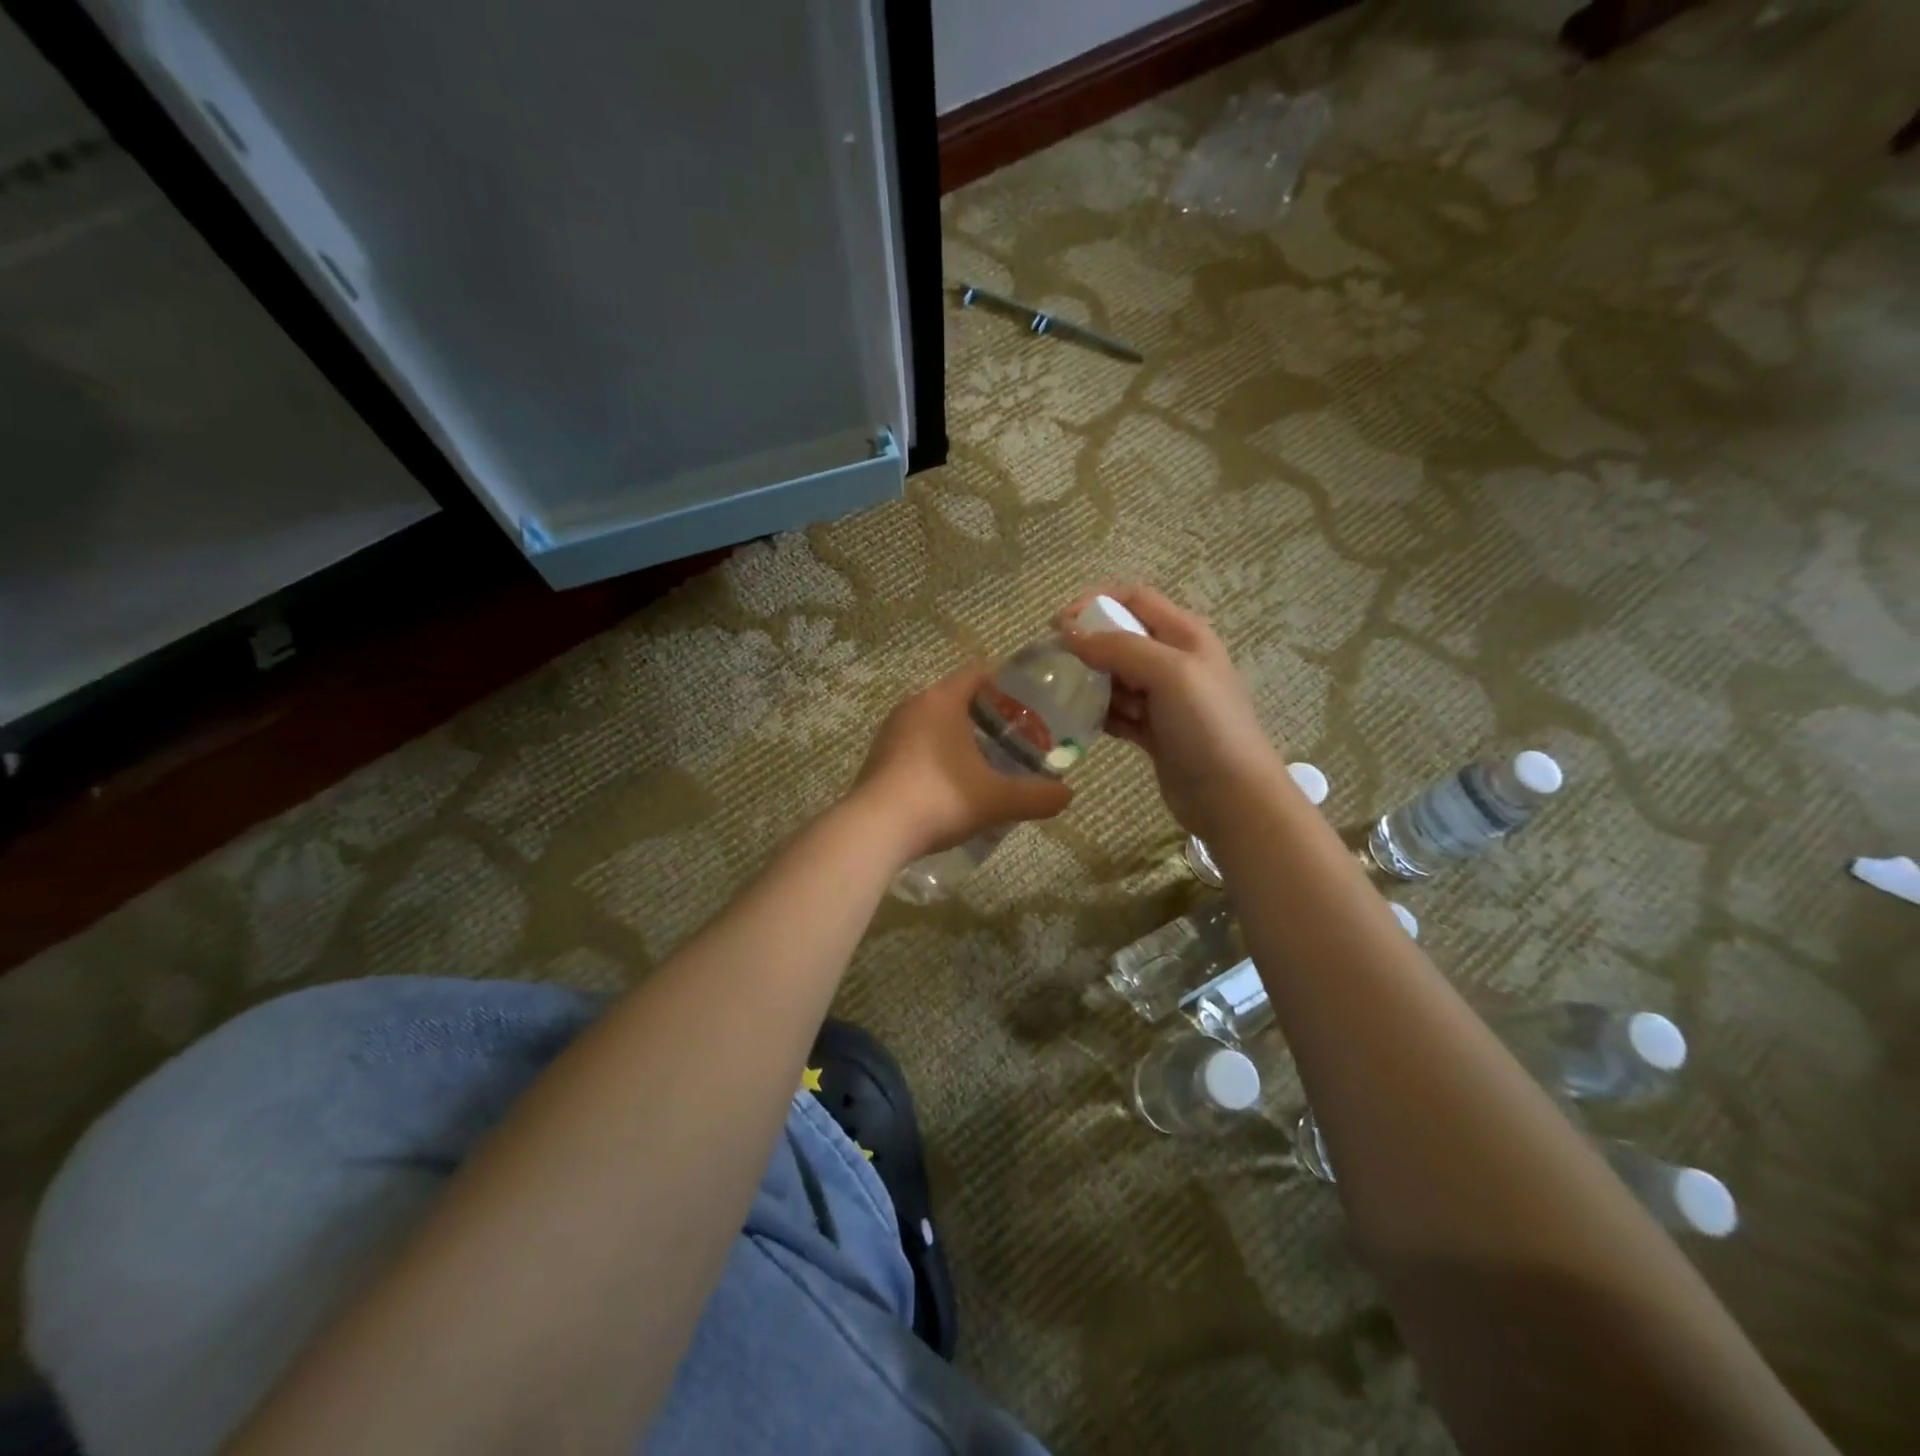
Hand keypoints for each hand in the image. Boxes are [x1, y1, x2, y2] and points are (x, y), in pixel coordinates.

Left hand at [848, 666, 1073, 865]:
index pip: (977, 674)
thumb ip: (1037, 796)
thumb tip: (1068, 796)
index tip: (1029, 705)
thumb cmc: (940, 799)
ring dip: (958, 737)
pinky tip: (951, 783)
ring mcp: (890, 732)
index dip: (1005, 685)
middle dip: (985, 715)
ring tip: (986, 761)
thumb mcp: (997, 800)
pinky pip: (915, 745)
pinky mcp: (878, 758)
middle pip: (955, 698)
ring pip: (933, 723)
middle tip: (1015, 737)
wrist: (875, 831)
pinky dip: (936, 755)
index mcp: (941, 700)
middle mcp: (913, 706)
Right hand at [1059, 587, 1283, 838]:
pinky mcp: (1153, 731)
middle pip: (1120, 638)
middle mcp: (1174, 660)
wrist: (1232, 796)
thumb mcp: (1169, 673)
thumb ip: (1119, 648)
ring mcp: (1164, 698)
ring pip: (1115, 677)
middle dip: (1088, 647)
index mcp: (1185, 635)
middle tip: (1056, 666)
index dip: (1095, 603)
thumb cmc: (1207, 726)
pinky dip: (1100, 714)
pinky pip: (1117, 712)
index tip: (1059, 625)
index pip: (1134, 599)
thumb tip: (1069, 635)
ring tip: (1066, 698)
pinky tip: (1081, 724)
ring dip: (1091, 683)